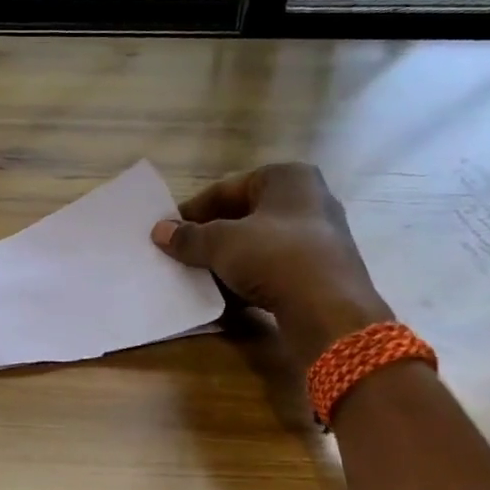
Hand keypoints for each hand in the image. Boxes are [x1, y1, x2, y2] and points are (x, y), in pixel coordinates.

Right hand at [151, 163, 391, 365]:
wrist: (329, 311)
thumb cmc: (275, 257)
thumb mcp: (222, 243)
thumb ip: (189, 237)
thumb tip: (159, 232)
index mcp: (288, 178)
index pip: (226, 189)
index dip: (193, 211)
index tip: (168, 232)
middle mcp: (308, 200)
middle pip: (243, 216)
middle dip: (210, 237)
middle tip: (180, 255)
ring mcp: (317, 238)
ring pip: (258, 245)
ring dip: (226, 261)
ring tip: (197, 278)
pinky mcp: (320, 272)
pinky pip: (273, 269)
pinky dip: (248, 279)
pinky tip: (225, 297)